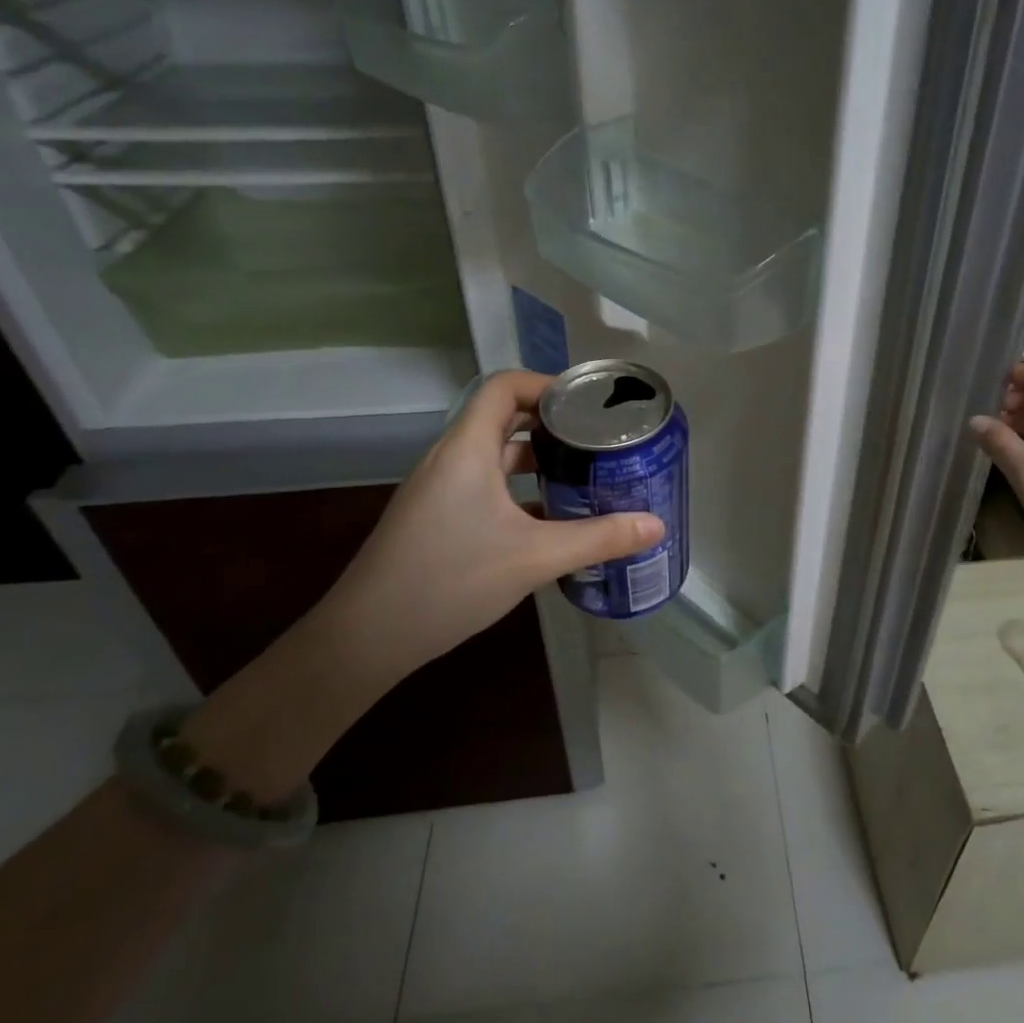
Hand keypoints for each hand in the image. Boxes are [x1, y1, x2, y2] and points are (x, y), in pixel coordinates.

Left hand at [317, 370, 664, 683]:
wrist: (367, 637)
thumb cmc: (450, 580)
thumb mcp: (534, 558)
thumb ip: (599, 538)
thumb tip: (656, 526)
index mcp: (467, 448)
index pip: (505, 387)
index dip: (547, 385)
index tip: (590, 406)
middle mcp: (450, 458)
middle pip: (504, 417)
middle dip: (553, 425)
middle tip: (599, 440)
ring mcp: (440, 489)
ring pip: (495, 456)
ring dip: (538, 461)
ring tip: (584, 475)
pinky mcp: (437, 517)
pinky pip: (485, 486)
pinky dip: (520, 491)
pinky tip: (552, 520)